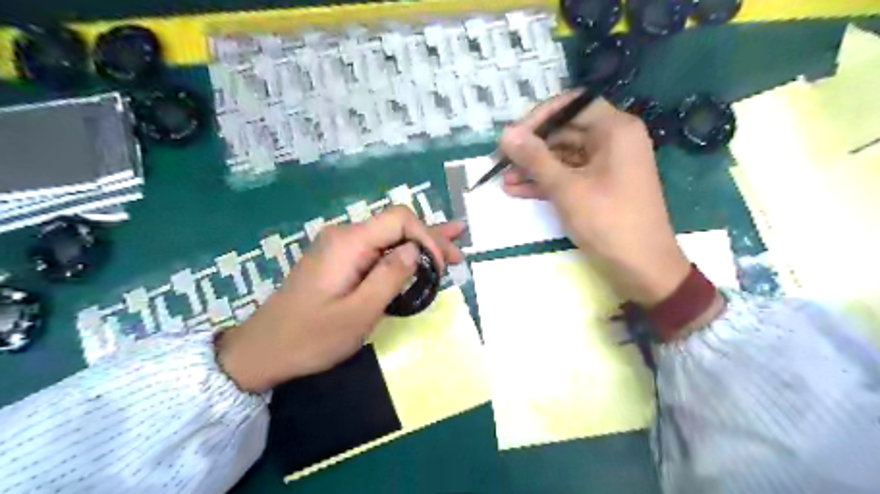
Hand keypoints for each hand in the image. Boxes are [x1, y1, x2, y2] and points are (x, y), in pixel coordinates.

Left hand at [216, 207, 462, 393]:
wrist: (262, 351)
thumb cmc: (309, 338)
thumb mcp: (357, 313)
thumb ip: (390, 277)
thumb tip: (416, 250)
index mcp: (348, 242)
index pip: (399, 220)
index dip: (427, 237)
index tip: (440, 269)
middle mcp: (345, 236)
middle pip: (397, 226)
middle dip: (431, 239)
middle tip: (460, 256)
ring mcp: (341, 247)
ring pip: (389, 238)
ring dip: (421, 246)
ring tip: (454, 248)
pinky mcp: (340, 261)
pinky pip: (376, 250)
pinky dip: (402, 254)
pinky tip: (421, 253)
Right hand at [497, 88, 690, 305]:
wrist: (642, 269)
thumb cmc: (608, 223)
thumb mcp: (567, 189)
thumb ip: (535, 159)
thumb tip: (505, 134)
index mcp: (615, 130)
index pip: (572, 105)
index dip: (539, 117)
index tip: (514, 136)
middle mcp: (613, 141)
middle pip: (565, 131)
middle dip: (531, 148)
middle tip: (501, 161)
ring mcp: (606, 165)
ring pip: (563, 156)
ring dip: (533, 168)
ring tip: (502, 180)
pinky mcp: (599, 187)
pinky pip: (569, 176)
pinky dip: (545, 182)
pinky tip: (517, 190)